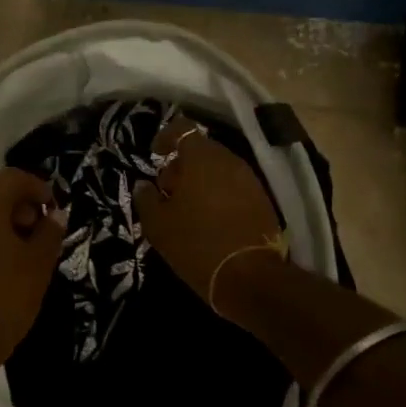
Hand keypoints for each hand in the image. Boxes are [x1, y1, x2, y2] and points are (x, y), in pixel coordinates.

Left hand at [0, 168, 66, 368]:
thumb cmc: (4, 298)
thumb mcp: (38, 265)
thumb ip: (50, 233)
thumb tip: (56, 215)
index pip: (14, 177)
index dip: (38, 188)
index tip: (54, 210)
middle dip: (21, 205)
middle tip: (41, 231)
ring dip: (3, 221)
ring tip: (24, 251)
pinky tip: (1, 265)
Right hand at [134, 116, 284, 310]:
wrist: (251, 277)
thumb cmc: (197, 244)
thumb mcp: (159, 225)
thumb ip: (146, 199)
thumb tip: (143, 185)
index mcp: (201, 158)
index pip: (182, 129)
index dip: (165, 138)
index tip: (155, 156)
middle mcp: (229, 160)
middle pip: (201, 149)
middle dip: (182, 165)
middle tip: (167, 191)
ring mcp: (249, 179)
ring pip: (218, 168)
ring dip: (201, 180)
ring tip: (187, 209)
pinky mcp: (262, 200)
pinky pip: (234, 186)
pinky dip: (218, 194)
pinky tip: (209, 219)